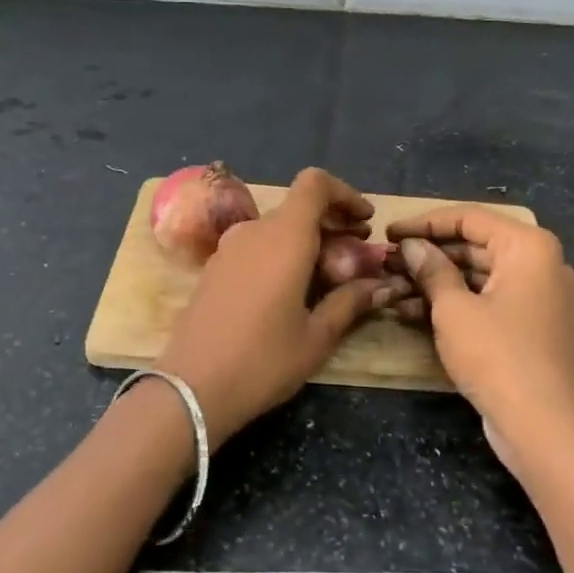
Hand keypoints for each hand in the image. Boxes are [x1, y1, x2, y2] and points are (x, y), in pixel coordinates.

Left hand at [156, 168, 396, 445]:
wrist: (190, 389)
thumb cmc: (262, 361)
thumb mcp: (317, 337)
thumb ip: (350, 302)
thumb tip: (382, 286)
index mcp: (284, 238)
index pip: (315, 184)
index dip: (345, 194)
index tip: (365, 221)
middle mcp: (254, 231)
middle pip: (299, 208)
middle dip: (332, 224)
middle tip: (357, 256)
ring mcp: (228, 249)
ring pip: (277, 228)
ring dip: (307, 241)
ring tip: (329, 278)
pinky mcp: (214, 268)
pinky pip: (256, 246)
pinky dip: (282, 254)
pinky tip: (292, 291)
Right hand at [386, 207, 573, 471]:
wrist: (543, 426)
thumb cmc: (497, 355)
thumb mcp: (453, 309)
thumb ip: (431, 270)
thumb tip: (411, 247)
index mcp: (529, 247)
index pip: (469, 217)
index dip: (424, 223)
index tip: (389, 233)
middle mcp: (540, 263)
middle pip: (475, 245)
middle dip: (428, 255)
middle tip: (387, 262)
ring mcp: (538, 297)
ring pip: (479, 275)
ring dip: (436, 282)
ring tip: (393, 289)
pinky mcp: (530, 326)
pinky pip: (488, 300)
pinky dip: (455, 303)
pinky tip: (413, 313)